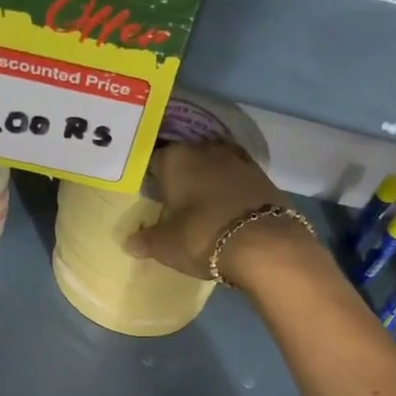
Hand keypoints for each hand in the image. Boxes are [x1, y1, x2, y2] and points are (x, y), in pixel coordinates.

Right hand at [124, 140, 306, 284]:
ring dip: (208, 181)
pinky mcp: (263, 176)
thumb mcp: (166, 245)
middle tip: (174, 201)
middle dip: (180, 176)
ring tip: (202, 205)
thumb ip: (146, 240)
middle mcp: (205, 150)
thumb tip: (130, 242)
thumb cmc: (202, 236)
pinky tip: (227, 209)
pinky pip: (237, 179)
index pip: (154, 161)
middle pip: (186, 159)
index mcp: (175, 159)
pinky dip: (230, 190)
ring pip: (214, 166)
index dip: (150, 179)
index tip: (150, 196)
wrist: (265, 244)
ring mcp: (238, 160)